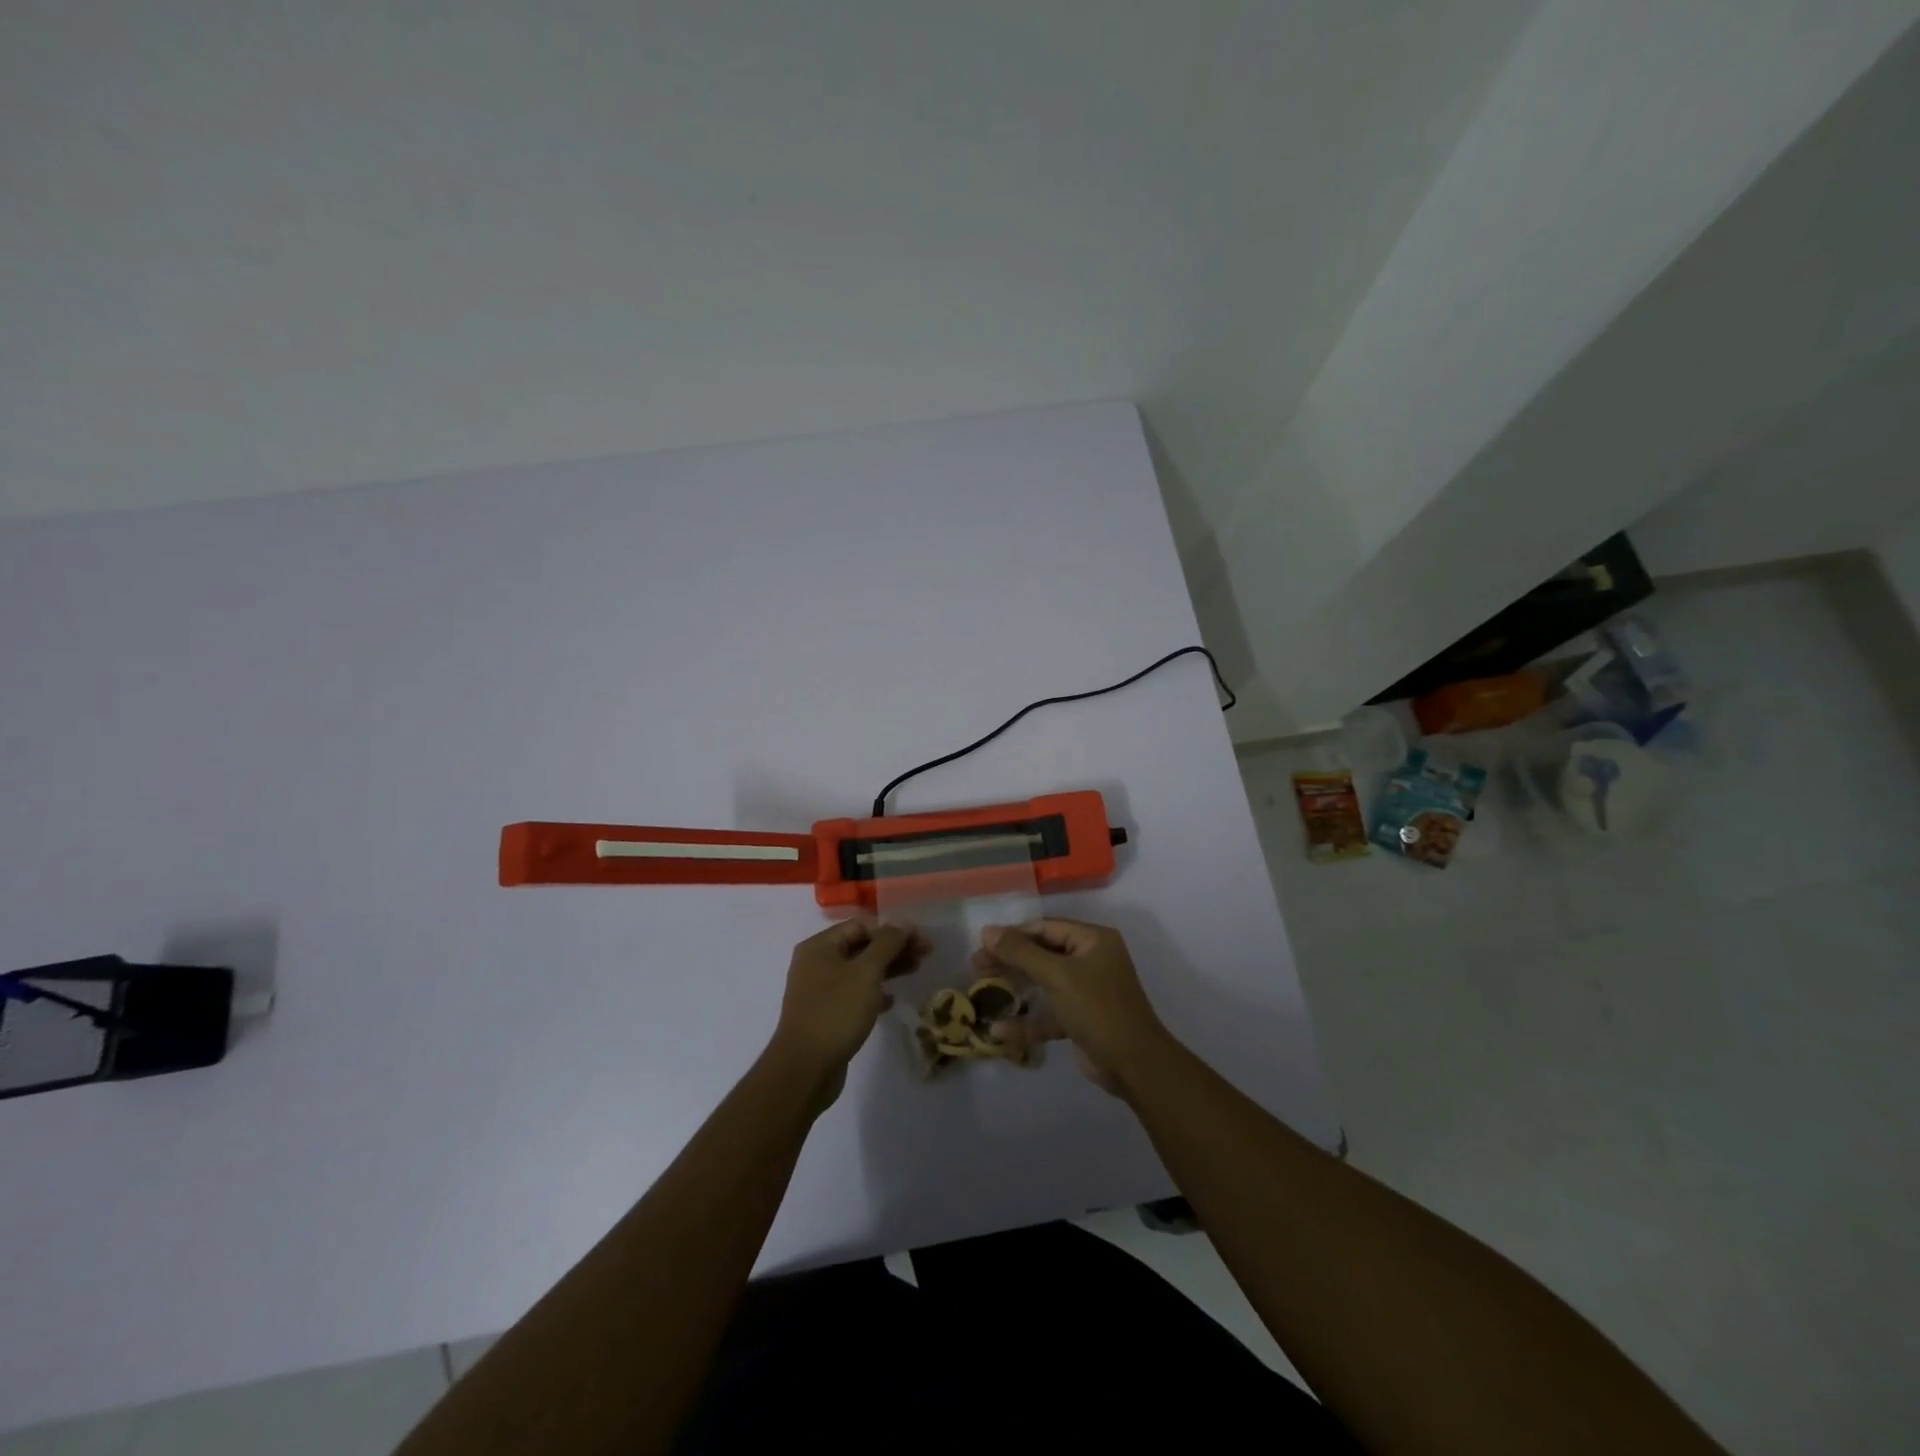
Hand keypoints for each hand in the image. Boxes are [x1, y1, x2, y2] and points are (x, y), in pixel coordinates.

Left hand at [768, 919, 928, 1105]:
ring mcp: (819, 990)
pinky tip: (890, 1001)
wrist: (804, 1070)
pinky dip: (873, 993)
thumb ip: (887, 944)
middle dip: (893, 949)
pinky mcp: (825, 1014)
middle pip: (861, 947)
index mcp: (820, 946)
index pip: (862, 927)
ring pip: (859, 971)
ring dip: (887, 969)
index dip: (893, 931)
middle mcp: (816, 963)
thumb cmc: (835, 1013)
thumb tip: (903, 924)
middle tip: (925, 956)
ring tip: (915, 971)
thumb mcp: (866, 973)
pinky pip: (854, 994)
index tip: (921, 942)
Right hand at [972, 919, 1174, 1096]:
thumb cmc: (1098, 1008)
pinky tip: (1000, 1032)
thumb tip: (987, 930)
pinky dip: (1027, 1021)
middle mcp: (1091, 960)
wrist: (1135, 1065)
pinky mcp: (1080, 1019)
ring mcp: (1086, 990)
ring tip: (982, 988)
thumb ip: (1021, 952)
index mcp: (1093, 940)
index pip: (1045, 928)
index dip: (1013, 934)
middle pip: (1042, 953)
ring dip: (1016, 987)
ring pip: (1043, 982)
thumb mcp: (1057, 976)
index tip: (982, 944)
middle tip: (977, 965)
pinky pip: (1049, 1013)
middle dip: (1010, 959)